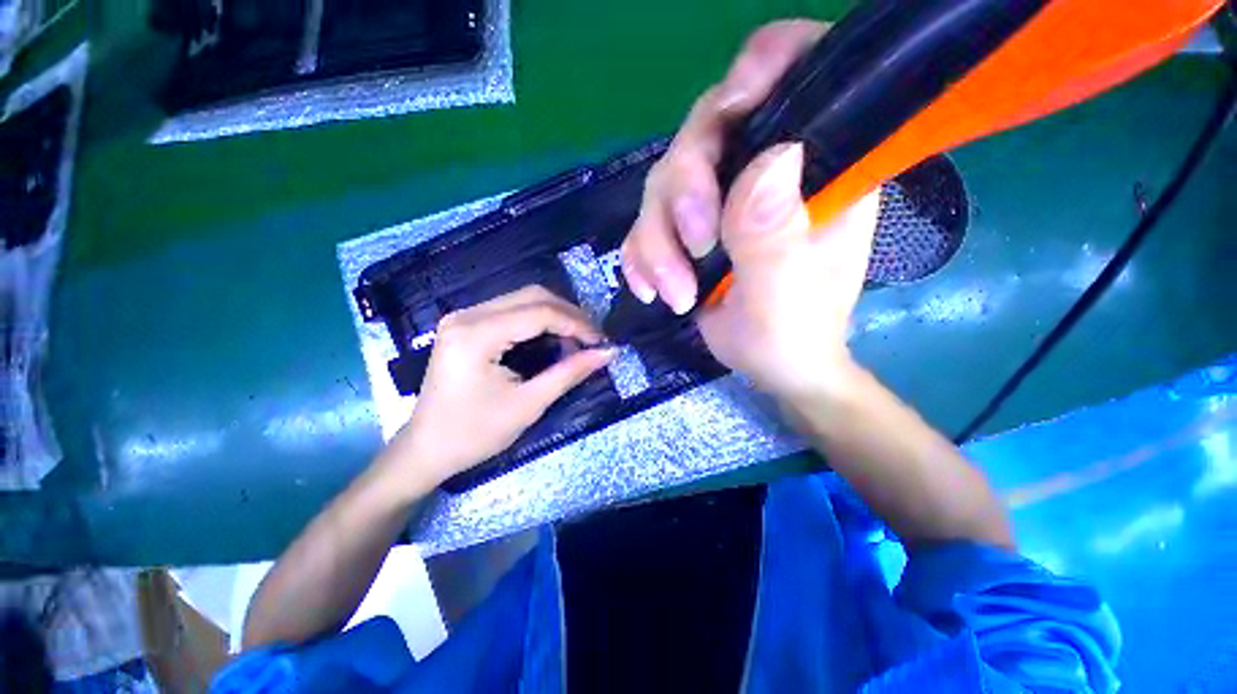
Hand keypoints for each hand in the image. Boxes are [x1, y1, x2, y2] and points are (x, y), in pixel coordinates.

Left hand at [385, 287, 614, 488]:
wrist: (426, 449)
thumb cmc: (474, 433)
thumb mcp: (528, 405)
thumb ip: (569, 373)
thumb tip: (608, 353)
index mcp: (477, 334)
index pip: (539, 312)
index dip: (577, 324)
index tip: (602, 342)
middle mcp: (467, 315)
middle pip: (532, 296)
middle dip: (569, 315)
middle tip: (593, 339)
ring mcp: (464, 316)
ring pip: (523, 299)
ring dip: (556, 315)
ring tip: (578, 339)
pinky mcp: (466, 324)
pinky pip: (512, 310)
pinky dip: (539, 320)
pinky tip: (553, 337)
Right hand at [619, 20, 879, 399]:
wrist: (771, 364)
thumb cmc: (794, 332)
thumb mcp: (786, 291)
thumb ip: (774, 233)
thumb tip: (768, 161)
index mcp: (814, 168)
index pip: (797, 75)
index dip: (761, 69)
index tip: (729, 108)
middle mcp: (763, 171)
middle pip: (702, 135)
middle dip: (683, 196)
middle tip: (694, 252)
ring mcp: (720, 201)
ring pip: (662, 187)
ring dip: (656, 245)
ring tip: (677, 293)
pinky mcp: (686, 231)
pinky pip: (645, 226)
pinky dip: (640, 258)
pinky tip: (652, 290)